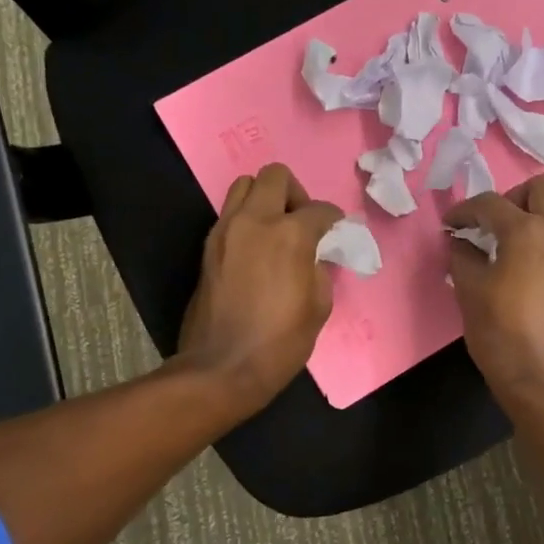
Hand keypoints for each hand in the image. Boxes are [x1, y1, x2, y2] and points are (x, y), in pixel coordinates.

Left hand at [178, 163, 343, 418]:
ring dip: (265, 199)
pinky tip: (257, 249)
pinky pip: (230, 214)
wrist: (221, 368)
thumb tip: (316, 254)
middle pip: (275, 175)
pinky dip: (247, 219)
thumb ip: (321, 268)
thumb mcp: (319, 306)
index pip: (319, 209)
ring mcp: (225, 231)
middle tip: (301, 221)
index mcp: (289, 234)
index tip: (336, 234)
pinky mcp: (207, 247)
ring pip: (244, 186)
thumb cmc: (280, 342)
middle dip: (295, 192)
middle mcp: (254, 221)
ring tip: (276, 229)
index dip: (334, 220)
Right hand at [444, 176, 543, 410]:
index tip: (452, 226)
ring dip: (538, 217)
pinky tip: (537, 268)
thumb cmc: (502, 334)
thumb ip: (463, 256)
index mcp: (529, 230)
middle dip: (512, 199)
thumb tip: (462, 241)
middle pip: (541, 189)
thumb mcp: (470, 292)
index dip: (465, 211)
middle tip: (492, 226)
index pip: (491, 203)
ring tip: (515, 245)